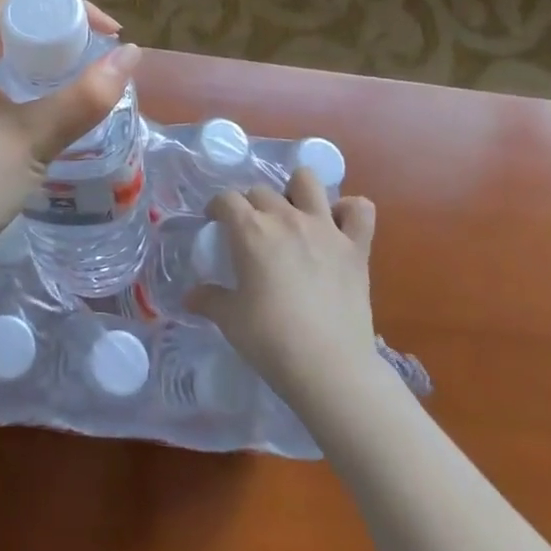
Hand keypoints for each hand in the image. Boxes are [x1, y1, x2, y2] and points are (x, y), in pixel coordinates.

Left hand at [0, 0, 139, 298]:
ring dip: (39, 61)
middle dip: (59, 36)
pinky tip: (40, 109)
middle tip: (99, 63)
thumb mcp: (32, 139)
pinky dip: (17, 82)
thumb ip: (85, 96)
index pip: (23, 2)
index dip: (72, 10)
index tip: (111, 36)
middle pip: (10, 23)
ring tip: (79, 84)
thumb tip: (132, 54)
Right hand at [186, 169, 380, 398]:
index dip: (217, 208)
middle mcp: (286, 217)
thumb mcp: (229, 320)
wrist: (330, 369)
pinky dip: (349, 211)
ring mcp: (324, 228)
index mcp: (251, 230)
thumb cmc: (271, 342)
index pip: (226, 199)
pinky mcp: (356, 247)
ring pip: (308, 181)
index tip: (216, 223)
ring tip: (293, 215)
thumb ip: (209, 300)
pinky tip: (338, 226)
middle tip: (252, 232)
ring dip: (297, 191)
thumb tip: (190, 296)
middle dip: (252, 205)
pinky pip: (360, 210)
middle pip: (261, 190)